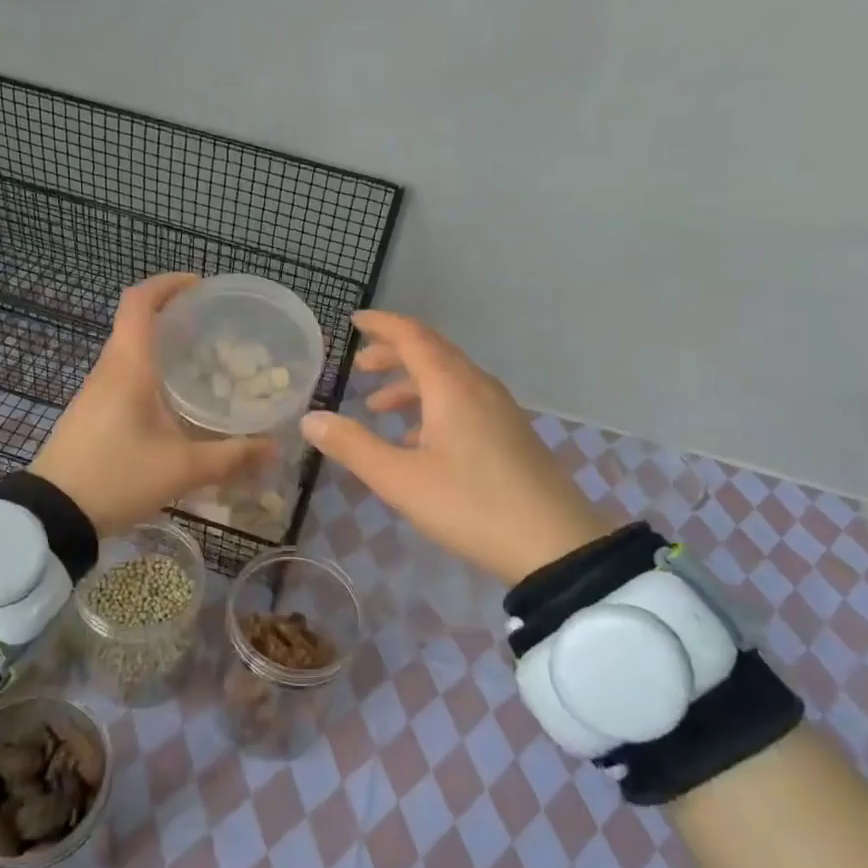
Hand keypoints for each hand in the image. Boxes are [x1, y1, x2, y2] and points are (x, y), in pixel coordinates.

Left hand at [31, 274, 274, 536]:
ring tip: (199, 360)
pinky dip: (148, 370)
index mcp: (128, 366)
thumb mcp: (182, 469)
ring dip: (159, 344)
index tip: (199, 286)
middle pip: (135, 322)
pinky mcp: (90, 412)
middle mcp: (109, 369)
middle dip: (171, 314)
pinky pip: (122, 375)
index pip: (139, 302)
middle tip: (211, 326)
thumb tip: (274, 447)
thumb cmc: (117, 476)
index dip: (167, 284)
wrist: (52, 514)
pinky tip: (172, 399)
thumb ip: (231, 456)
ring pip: (128, 350)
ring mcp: (94, 391)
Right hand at [301, 310, 608, 581]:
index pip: (412, 336)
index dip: (382, 325)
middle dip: (393, 355)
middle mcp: (478, 387)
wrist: (555, 546)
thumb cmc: (470, 505)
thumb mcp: (400, 479)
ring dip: (412, 384)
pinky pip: (465, 402)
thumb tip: (311, 419)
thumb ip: (353, 446)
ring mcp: (501, 410)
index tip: (355, 321)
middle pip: (432, 353)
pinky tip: (418, 441)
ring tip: (380, 406)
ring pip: (449, 380)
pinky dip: (434, 407)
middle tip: (360, 368)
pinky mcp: (512, 434)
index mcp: (452, 386)